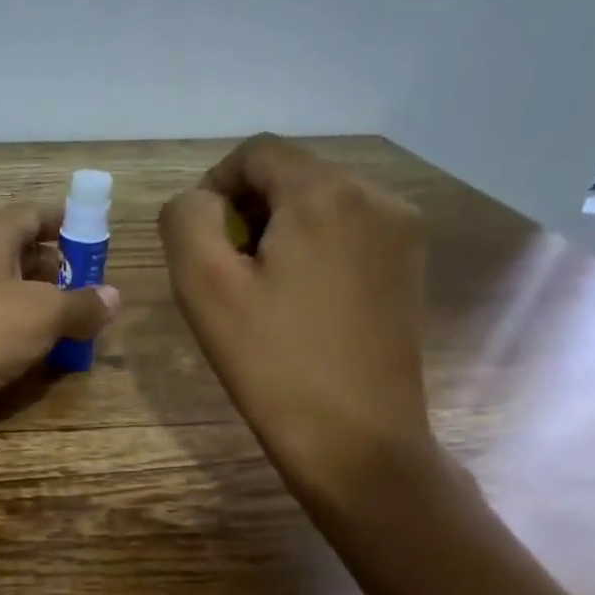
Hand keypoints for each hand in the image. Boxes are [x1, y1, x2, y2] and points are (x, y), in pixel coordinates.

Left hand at [0, 202, 119, 451]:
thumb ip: (82, 304)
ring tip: (86, 325)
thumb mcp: (45, 311)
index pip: (30, 214)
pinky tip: (53, 357)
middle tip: (97, 288)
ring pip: (13, 298)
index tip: (96, 232)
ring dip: (47, 309)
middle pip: (23, 256)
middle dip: (61, 269)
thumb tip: (113, 298)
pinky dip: (27, 340)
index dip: (64, 219)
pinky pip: (2, 333)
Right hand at [158, 136, 430, 492]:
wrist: (357, 441)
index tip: (198, 243)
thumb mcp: (203, 285)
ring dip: (276, 232)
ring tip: (259, 293)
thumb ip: (187, 219)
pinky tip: (297, 303)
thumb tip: (201, 203)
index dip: (213, 186)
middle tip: (223, 274)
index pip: (256, 153)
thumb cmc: (272, 361)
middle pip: (290, 175)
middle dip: (245, 212)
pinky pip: (346, 233)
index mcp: (326, 193)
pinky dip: (310, 251)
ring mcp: (402, 233)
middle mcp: (376, 197)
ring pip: (319, 204)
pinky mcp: (408, 268)